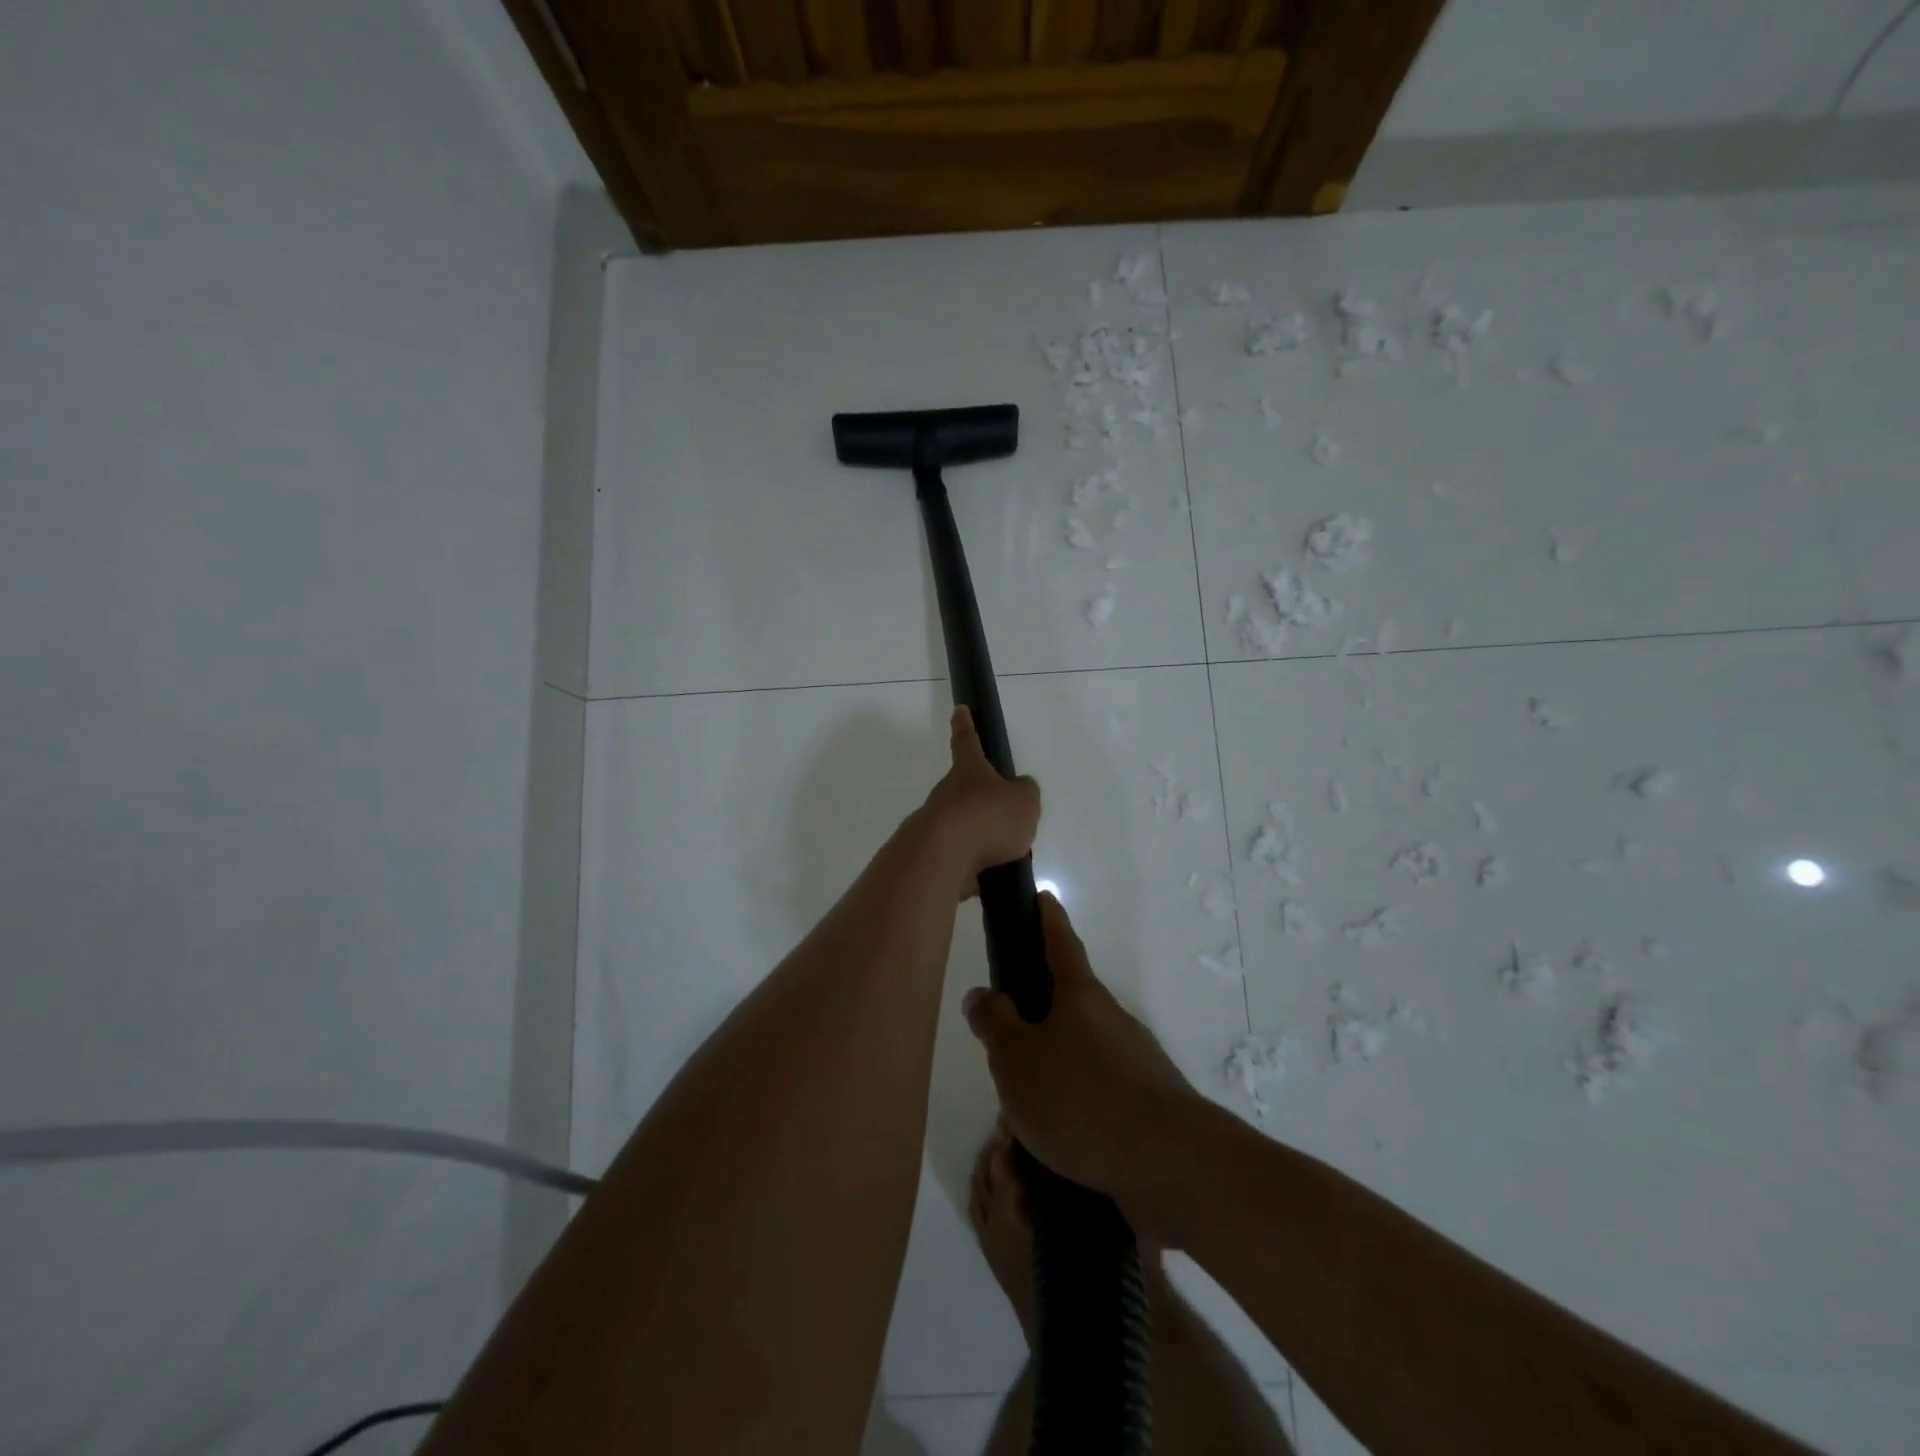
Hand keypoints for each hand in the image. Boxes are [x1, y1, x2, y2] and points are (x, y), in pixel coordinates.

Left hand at [920, 707, 1041, 892]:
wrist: (942, 858)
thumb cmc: (987, 818)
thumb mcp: (1024, 801)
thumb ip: (1025, 794)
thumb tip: (1018, 792)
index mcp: (969, 771)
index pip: (967, 741)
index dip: (966, 725)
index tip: (959, 709)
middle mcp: (947, 793)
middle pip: (966, 791)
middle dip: (982, 801)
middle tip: (1005, 816)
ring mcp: (937, 825)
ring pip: (963, 826)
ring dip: (981, 838)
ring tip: (1005, 854)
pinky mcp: (933, 856)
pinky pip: (960, 858)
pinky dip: (974, 866)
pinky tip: (989, 878)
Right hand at [962, 894, 1205, 1227]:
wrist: (1172, 1167)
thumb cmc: (1082, 1099)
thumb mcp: (1017, 1060)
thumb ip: (994, 1023)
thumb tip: (981, 994)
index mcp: (1080, 996)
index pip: (1060, 941)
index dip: (1047, 917)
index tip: (1041, 895)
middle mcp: (1111, 1021)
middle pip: (1063, 1014)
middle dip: (1030, 1039)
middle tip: (1001, 1072)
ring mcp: (1134, 1065)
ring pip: (1074, 1070)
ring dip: (1044, 1097)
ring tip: (1013, 1143)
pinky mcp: (1146, 1110)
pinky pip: (1092, 1111)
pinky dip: (1066, 1131)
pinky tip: (1047, 1166)